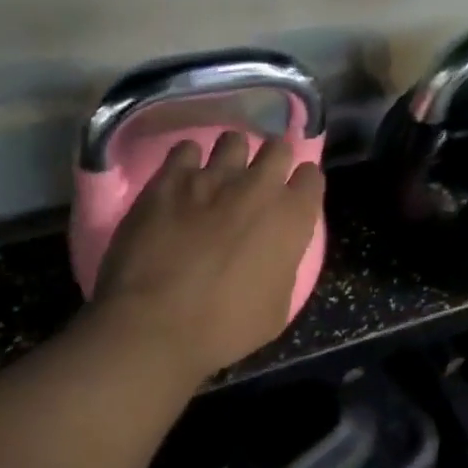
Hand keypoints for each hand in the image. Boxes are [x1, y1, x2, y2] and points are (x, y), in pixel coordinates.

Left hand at [91, 131, 326, 381]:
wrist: (154, 324)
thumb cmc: (224, 327)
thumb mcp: (276, 309)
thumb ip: (283, 266)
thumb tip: (276, 252)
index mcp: (291, 218)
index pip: (312, 177)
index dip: (303, 185)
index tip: (293, 197)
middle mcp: (258, 186)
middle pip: (278, 147)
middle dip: (273, 161)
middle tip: (258, 184)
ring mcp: (212, 177)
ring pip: (233, 139)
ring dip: (232, 156)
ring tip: (219, 177)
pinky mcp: (169, 178)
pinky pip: (186, 149)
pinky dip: (188, 161)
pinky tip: (182, 180)